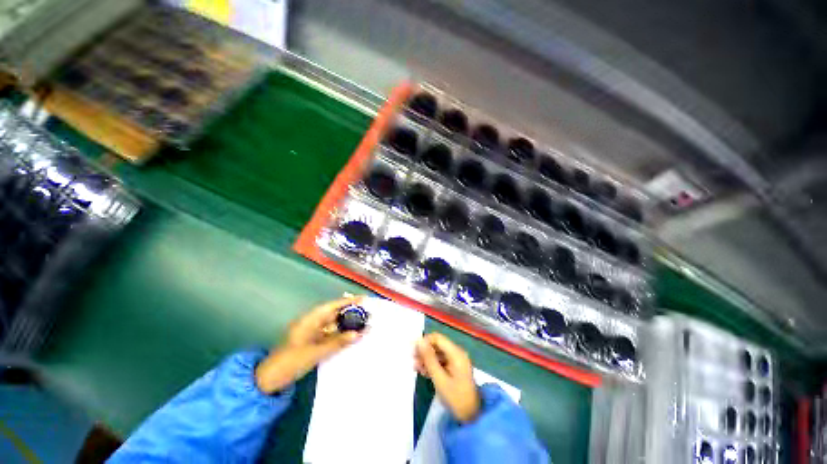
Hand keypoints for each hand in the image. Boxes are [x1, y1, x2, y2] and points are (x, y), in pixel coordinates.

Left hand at [255, 296, 365, 393]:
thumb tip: (359, 333)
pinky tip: (351, 337)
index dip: (348, 302)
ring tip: (363, 325)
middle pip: (335, 314)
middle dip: (351, 313)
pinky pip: (330, 335)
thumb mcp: (316, 352)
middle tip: (368, 314)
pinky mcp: (313, 342)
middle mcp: (312, 323)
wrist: (270, 380)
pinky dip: (341, 335)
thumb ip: (338, 342)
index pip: (333, 306)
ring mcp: (312, 333)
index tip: (364, 299)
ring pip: (334, 325)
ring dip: (347, 325)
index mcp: (310, 320)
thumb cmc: (291, 361)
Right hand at [415, 333, 480, 422]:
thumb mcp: (439, 379)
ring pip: (438, 353)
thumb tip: (419, 341)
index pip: (437, 338)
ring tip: (415, 368)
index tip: (413, 351)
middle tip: (412, 360)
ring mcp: (456, 361)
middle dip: (424, 351)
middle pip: (438, 345)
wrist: (472, 417)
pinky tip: (423, 372)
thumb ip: (429, 359)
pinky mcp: (455, 369)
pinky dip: (432, 365)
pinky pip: (441, 361)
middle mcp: (457, 353)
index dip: (424, 341)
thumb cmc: (456, 398)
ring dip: (427, 359)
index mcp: (456, 353)